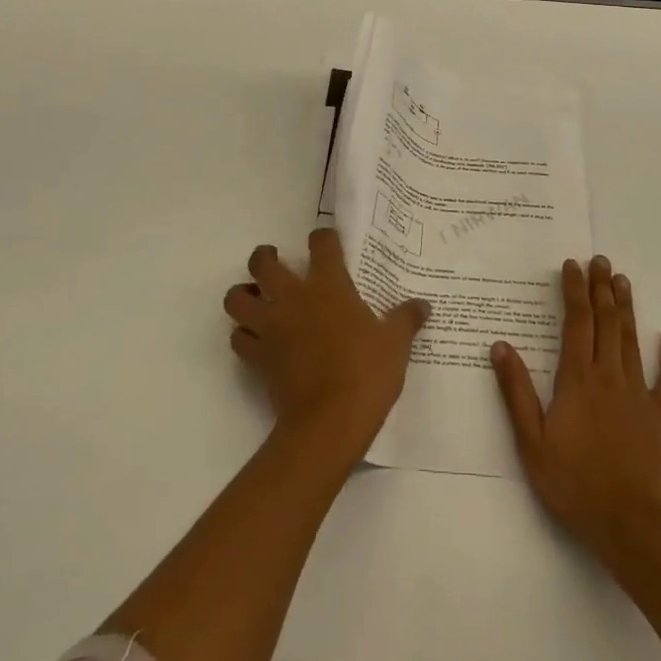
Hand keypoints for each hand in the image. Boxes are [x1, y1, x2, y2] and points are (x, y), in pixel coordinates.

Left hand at [225, 228, 428, 463]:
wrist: (329, 423)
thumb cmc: (366, 373)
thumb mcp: (395, 344)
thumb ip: (406, 319)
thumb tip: (424, 305)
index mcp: (329, 284)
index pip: (321, 243)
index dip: (323, 238)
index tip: (328, 243)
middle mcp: (293, 297)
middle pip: (262, 263)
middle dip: (264, 258)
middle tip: (276, 263)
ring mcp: (270, 326)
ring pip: (237, 298)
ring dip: (243, 295)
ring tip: (257, 299)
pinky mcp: (257, 357)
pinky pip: (238, 338)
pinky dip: (244, 335)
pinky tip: (258, 340)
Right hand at [491, 256, 660, 563]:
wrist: (630, 526)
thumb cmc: (574, 484)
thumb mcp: (532, 442)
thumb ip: (517, 391)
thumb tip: (500, 345)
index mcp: (576, 380)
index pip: (576, 323)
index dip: (574, 291)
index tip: (572, 265)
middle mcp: (608, 376)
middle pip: (605, 322)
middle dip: (601, 288)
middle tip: (600, 260)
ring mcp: (638, 394)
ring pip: (631, 340)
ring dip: (626, 308)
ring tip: (623, 280)